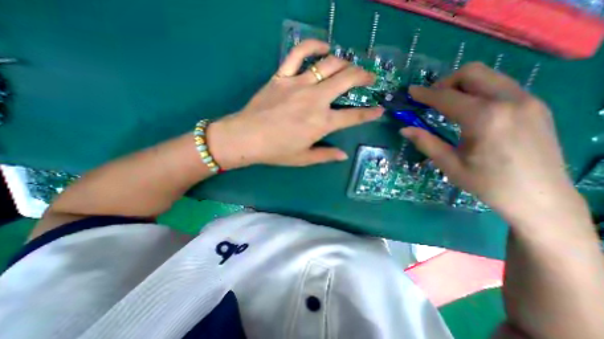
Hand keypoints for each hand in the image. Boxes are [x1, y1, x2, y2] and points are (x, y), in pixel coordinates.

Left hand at [209, 40, 381, 168]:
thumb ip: (325, 155)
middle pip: (347, 80)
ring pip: (329, 64)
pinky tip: (324, 47)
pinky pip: (299, 53)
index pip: (353, 116)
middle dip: (363, 76)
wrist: (246, 137)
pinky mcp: (282, 76)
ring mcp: (298, 84)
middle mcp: (315, 100)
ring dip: (345, 62)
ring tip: (350, 65)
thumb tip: (343, 155)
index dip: (369, 114)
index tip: (379, 110)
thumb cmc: (276, 151)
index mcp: (321, 123)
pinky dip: (313, 46)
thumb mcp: (303, 158)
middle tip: (369, 78)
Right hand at [402, 63, 588, 224]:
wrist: (540, 197)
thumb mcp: (449, 164)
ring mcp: (527, 100)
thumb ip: (426, 142)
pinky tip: (469, 111)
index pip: (447, 97)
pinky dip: (478, 91)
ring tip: (446, 104)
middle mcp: (509, 101)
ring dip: (461, 85)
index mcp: (485, 118)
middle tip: (430, 100)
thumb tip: (404, 129)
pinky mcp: (535, 106)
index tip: (411, 91)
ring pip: (488, 76)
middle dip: (445, 83)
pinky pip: (500, 86)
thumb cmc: (487, 183)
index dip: (425, 94)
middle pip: (472, 73)